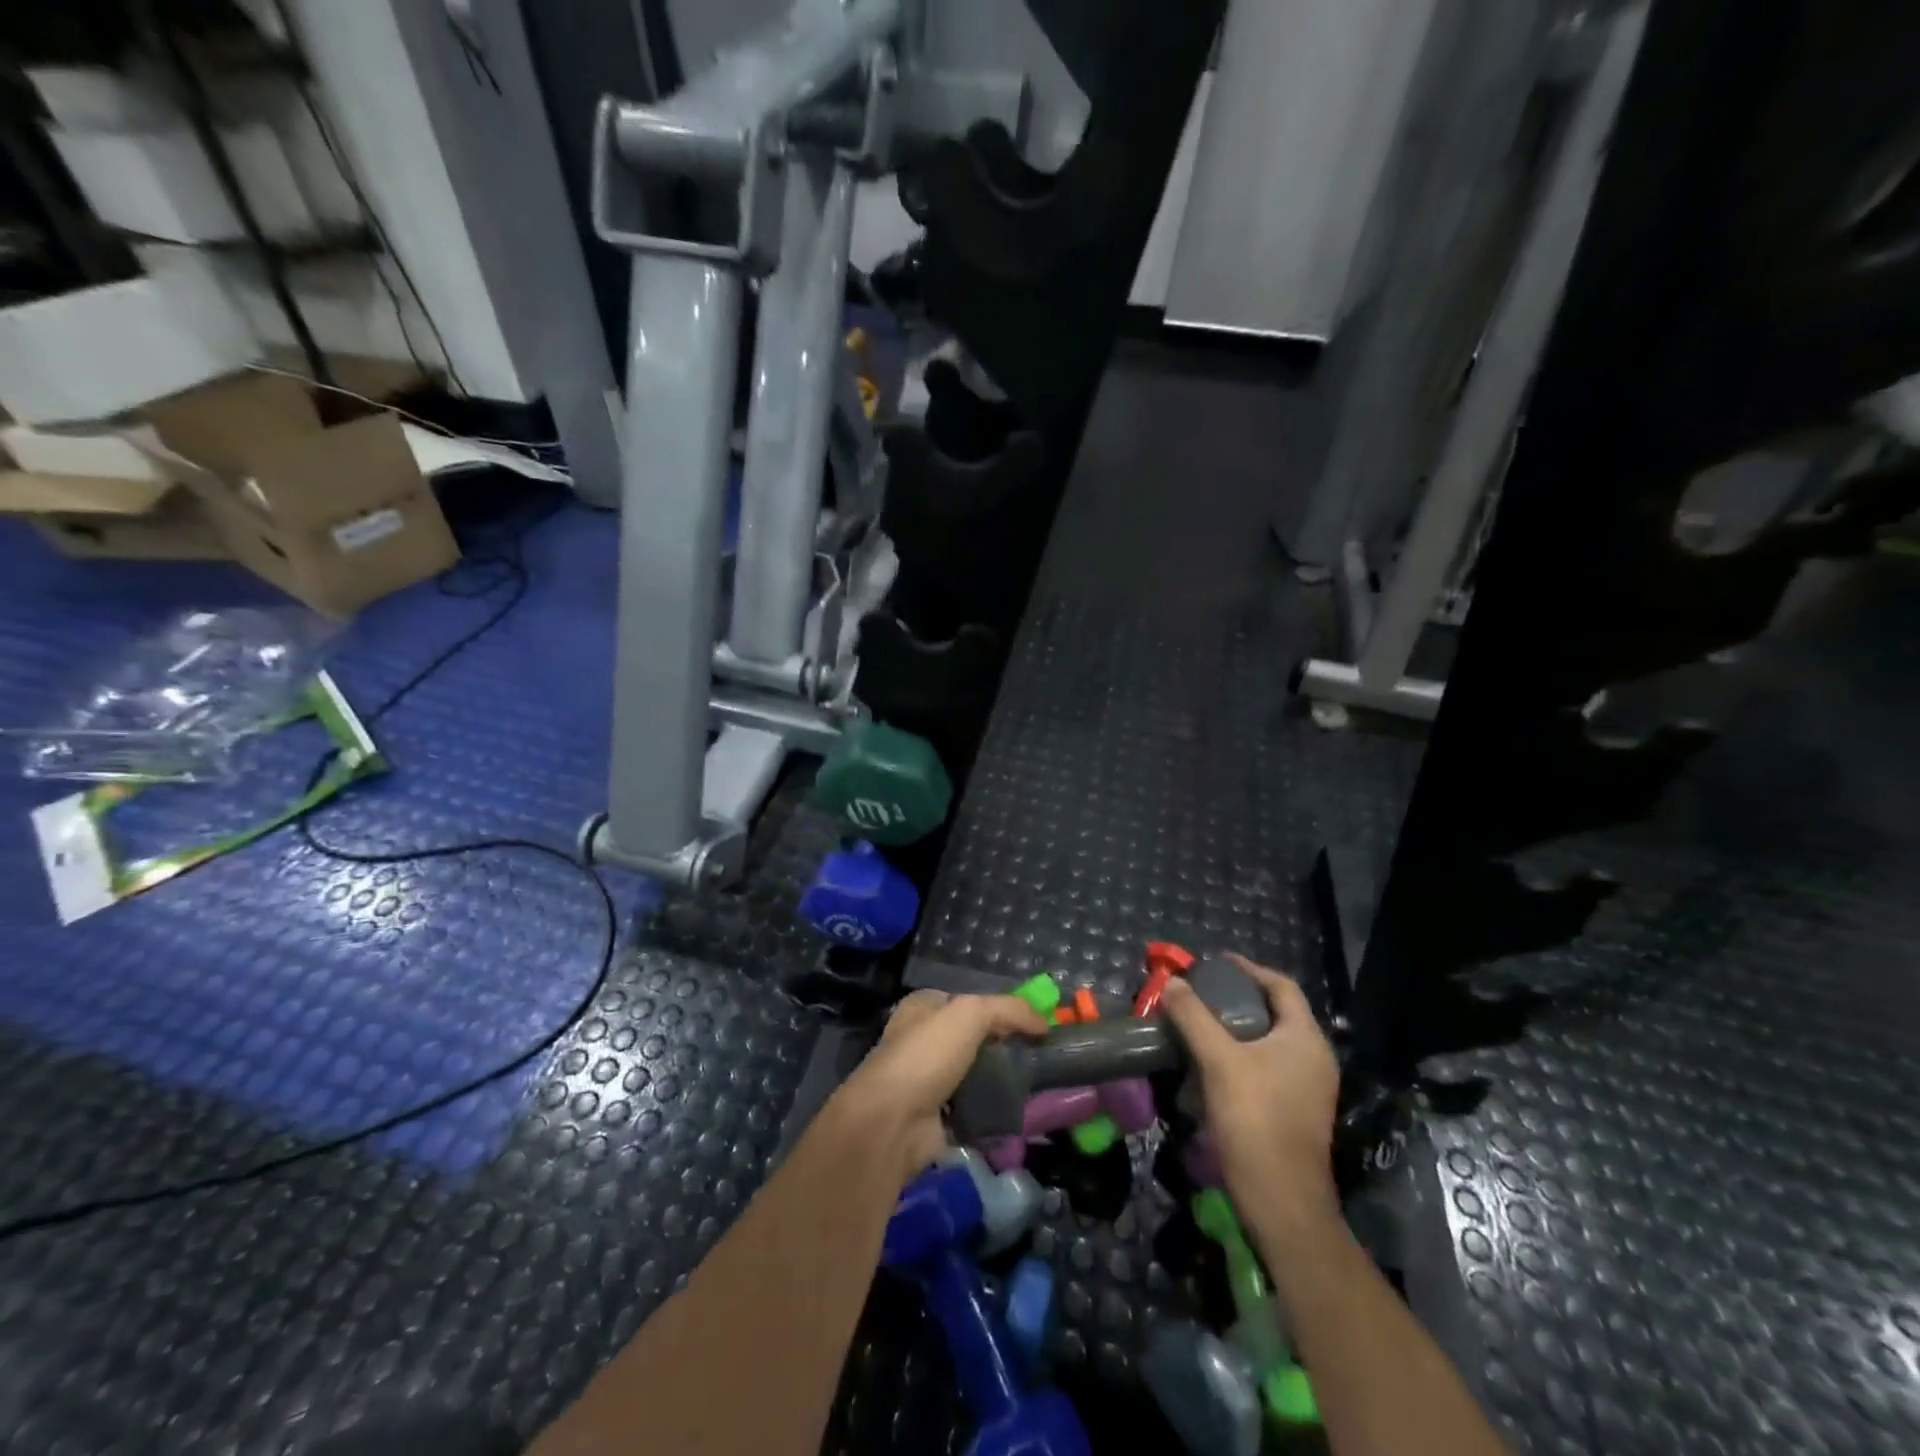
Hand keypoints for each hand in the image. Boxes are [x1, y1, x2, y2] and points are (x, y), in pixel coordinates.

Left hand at [829, 990, 1048, 1187]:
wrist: (892, 1122)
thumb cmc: (927, 1054)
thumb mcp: (971, 1013)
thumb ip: (1009, 1010)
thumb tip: (1044, 1023)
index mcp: (923, 1008)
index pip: (967, 1001)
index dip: (1000, 1009)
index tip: (1033, 1024)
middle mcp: (922, 1040)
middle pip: (973, 1039)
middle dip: (1003, 1047)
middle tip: (1039, 1056)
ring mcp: (927, 1081)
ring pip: (974, 1075)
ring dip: (1000, 1081)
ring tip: (1037, 1084)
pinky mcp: (935, 1117)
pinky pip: (973, 1108)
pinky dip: (992, 1111)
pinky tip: (1019, 1111)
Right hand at [1161, 954, 1340, 1227]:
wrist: (1282, 1201)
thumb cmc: (1255, 1120)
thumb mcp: (1218, 1061)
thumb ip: (1194, 1017)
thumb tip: (1173, 983)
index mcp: (1305, 1038)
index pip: (1281, 986)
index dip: (1249, 969)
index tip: (1216, 963)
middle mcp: (1315, 1058)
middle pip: (1277, 1012)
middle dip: (1240, 997)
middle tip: (1203, 992)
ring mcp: (1309, 1087)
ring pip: (1272, 1041)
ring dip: (1238, 1027)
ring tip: (1202, 1023)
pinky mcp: (1297, 1111)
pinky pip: (1270, 1066)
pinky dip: (1243, 1054)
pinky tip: (1213, 1062)